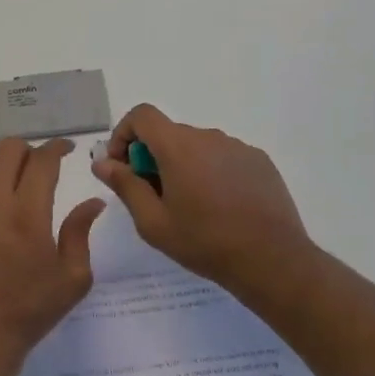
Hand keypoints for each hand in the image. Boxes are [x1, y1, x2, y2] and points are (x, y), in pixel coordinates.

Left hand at [0, 139, 106, 375]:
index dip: (57, 148)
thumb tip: (92, 201)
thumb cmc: (31, 310)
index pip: (42, 161)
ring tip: (19, 191)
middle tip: (43, 167)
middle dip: (30, 150)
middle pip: (8, 150)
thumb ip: (80, 231)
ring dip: (6, 170)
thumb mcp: (73, 277)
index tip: (67, 149)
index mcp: (27, 213)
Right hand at [92, 105, 316, 298]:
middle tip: (153, 197)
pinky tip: (220, 207)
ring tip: (190, 206)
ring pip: (197, 147)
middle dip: (152, 157)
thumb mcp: (153, 222)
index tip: (122, 167)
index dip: (124, 134)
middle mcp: (208, 136)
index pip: (142, 115)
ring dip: (183, 166)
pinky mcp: (259, 161)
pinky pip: (224, 157)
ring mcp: (238, 147)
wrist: (272, 260)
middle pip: (169, 133)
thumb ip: (125, 185)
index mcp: (178, 146)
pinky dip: (211, 172)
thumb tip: (102, 162)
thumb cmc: (204, 241)